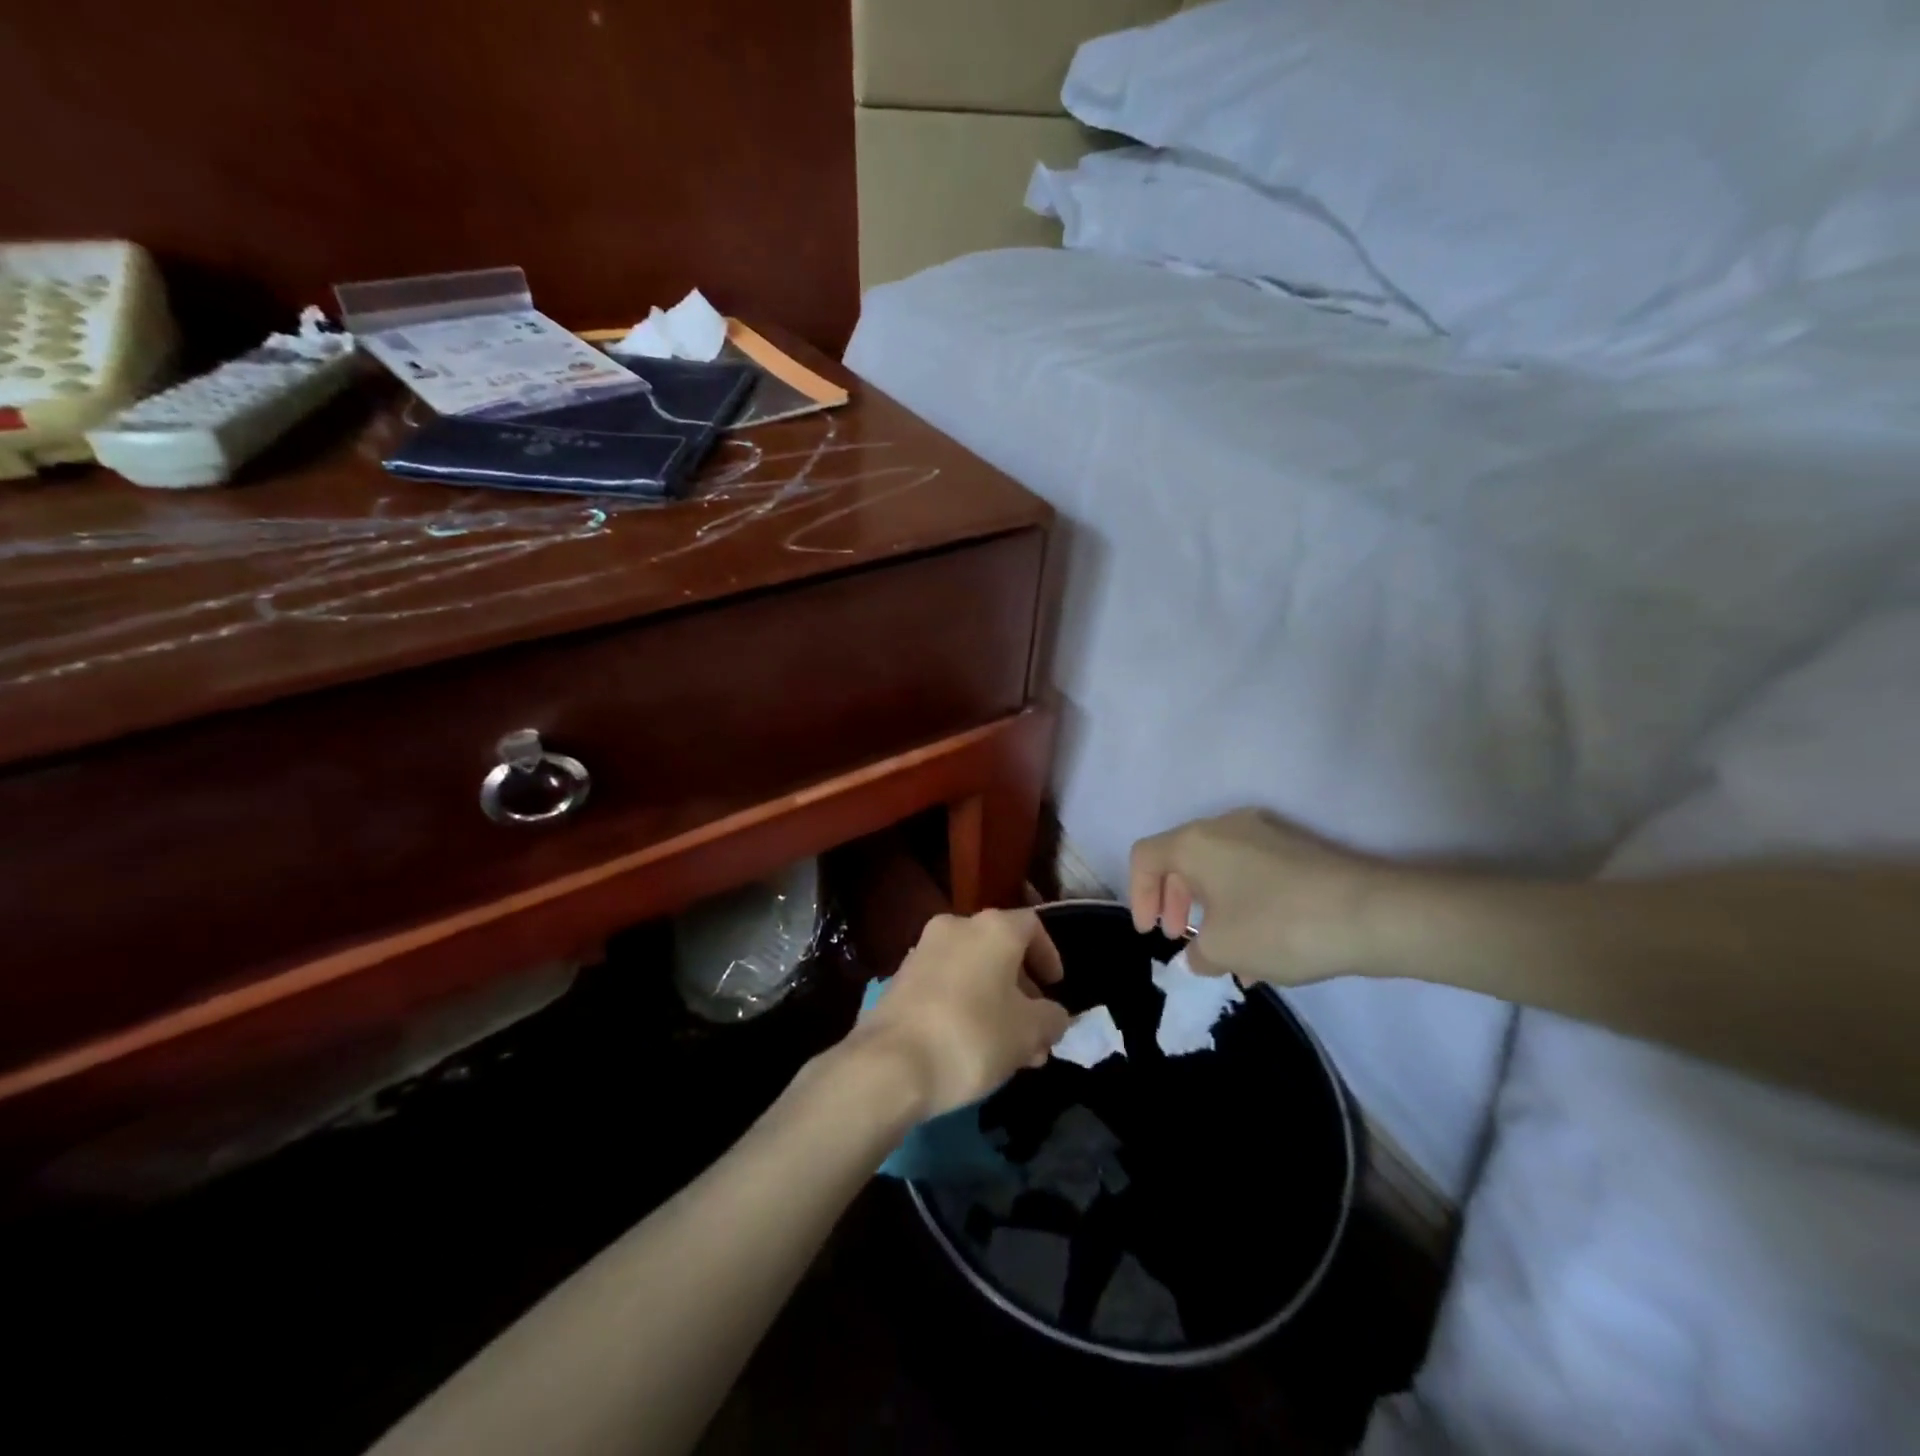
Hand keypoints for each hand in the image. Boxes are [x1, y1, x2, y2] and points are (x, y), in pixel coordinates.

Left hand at [851, 910, 1070, 1117]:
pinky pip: (945, 985)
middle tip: (1035, 1030)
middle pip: (999, 949)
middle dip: (1022, 989)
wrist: (889, 1063)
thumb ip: (1051, 1018)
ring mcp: (923, 951)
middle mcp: (956, 927)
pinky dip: (964, 1005)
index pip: (1032, 926)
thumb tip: (1053, 1015)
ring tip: (1008, 1050)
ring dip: (994, 1001)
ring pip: (972, 970)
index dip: (1049, 955)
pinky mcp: (899, 979)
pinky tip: (971, 1047)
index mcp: (992, 928)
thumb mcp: (1029, 1033)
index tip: (1055, 988)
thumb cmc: (972, 1036)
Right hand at [1130, 808, 1390, 984]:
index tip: (1151, 933)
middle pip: (1181, 860)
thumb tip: (1198, 955)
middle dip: (1174, 902)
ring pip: (1219, 869)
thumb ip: (1197, 954)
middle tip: (1179, 938)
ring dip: (1210, 908)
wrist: (1372, 913)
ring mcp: (1265, 834)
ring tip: (1223, 955)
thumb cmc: (1278, 925)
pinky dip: (1242, 905)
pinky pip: (1252, 874)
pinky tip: (1261, 952)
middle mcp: (1225, 827)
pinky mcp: (1297, 850)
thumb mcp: (1223, 950)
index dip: (1138, 895)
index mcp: (1195, 842)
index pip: (1145, 857)